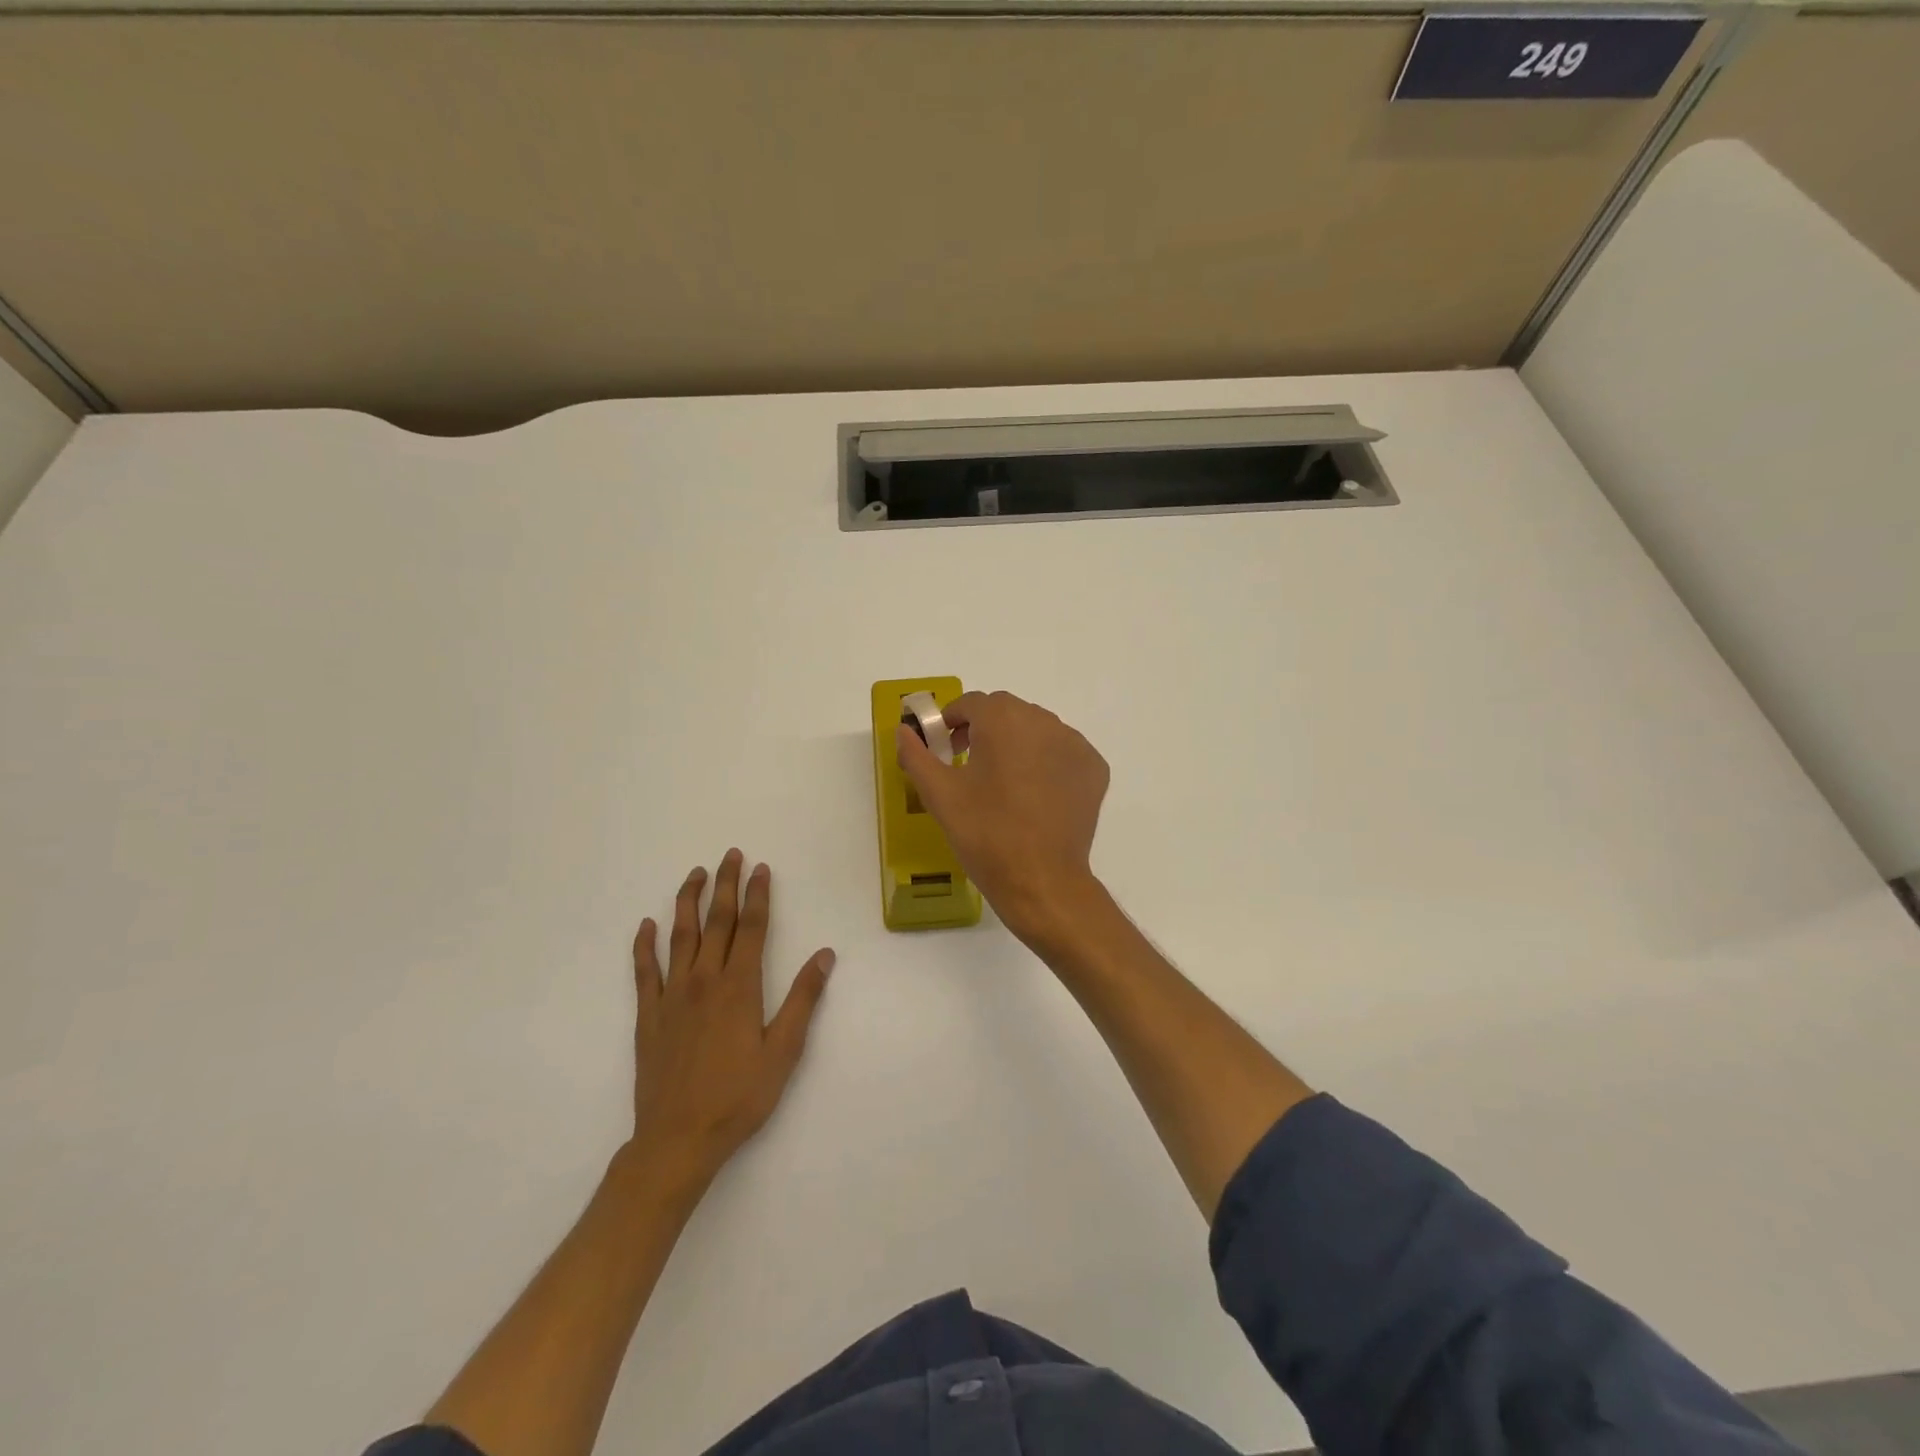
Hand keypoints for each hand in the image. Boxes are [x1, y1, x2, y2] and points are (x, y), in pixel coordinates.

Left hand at [629, 850, 834, 1192]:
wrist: (678, 1139)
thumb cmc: (739, 1097)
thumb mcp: (783, 1051)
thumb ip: (803, 999)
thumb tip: (824, 955)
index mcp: (739, 987)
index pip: (750, 928)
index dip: (757, 895)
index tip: (761, 869)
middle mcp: (704, 980)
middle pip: (715, 922)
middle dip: (724, 886)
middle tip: (730, 855)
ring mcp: (671, 996)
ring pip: (679, 936)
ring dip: (687, 902)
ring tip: (694, 875)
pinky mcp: (648, 1016)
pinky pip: (644, 971)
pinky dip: (644, 945)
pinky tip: (646, 926)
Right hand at [895, 691, 1109, 945]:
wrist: (1041, 881)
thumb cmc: (985, 834)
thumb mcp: (940, 795)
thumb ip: (916, 755)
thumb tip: (903, 731)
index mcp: (1004, 720)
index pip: (972, 703)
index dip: (952, 720)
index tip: (943, 746)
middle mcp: (1044, 721)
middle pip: (1007, 712)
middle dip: (984, 729)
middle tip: (969, 764)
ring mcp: (1075, 744)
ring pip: (1037, 730)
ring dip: (1017, 743)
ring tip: (1003, 781)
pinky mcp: (1094, 769)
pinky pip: (1063, 752)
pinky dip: (1046, 761)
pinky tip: (1035, 793)